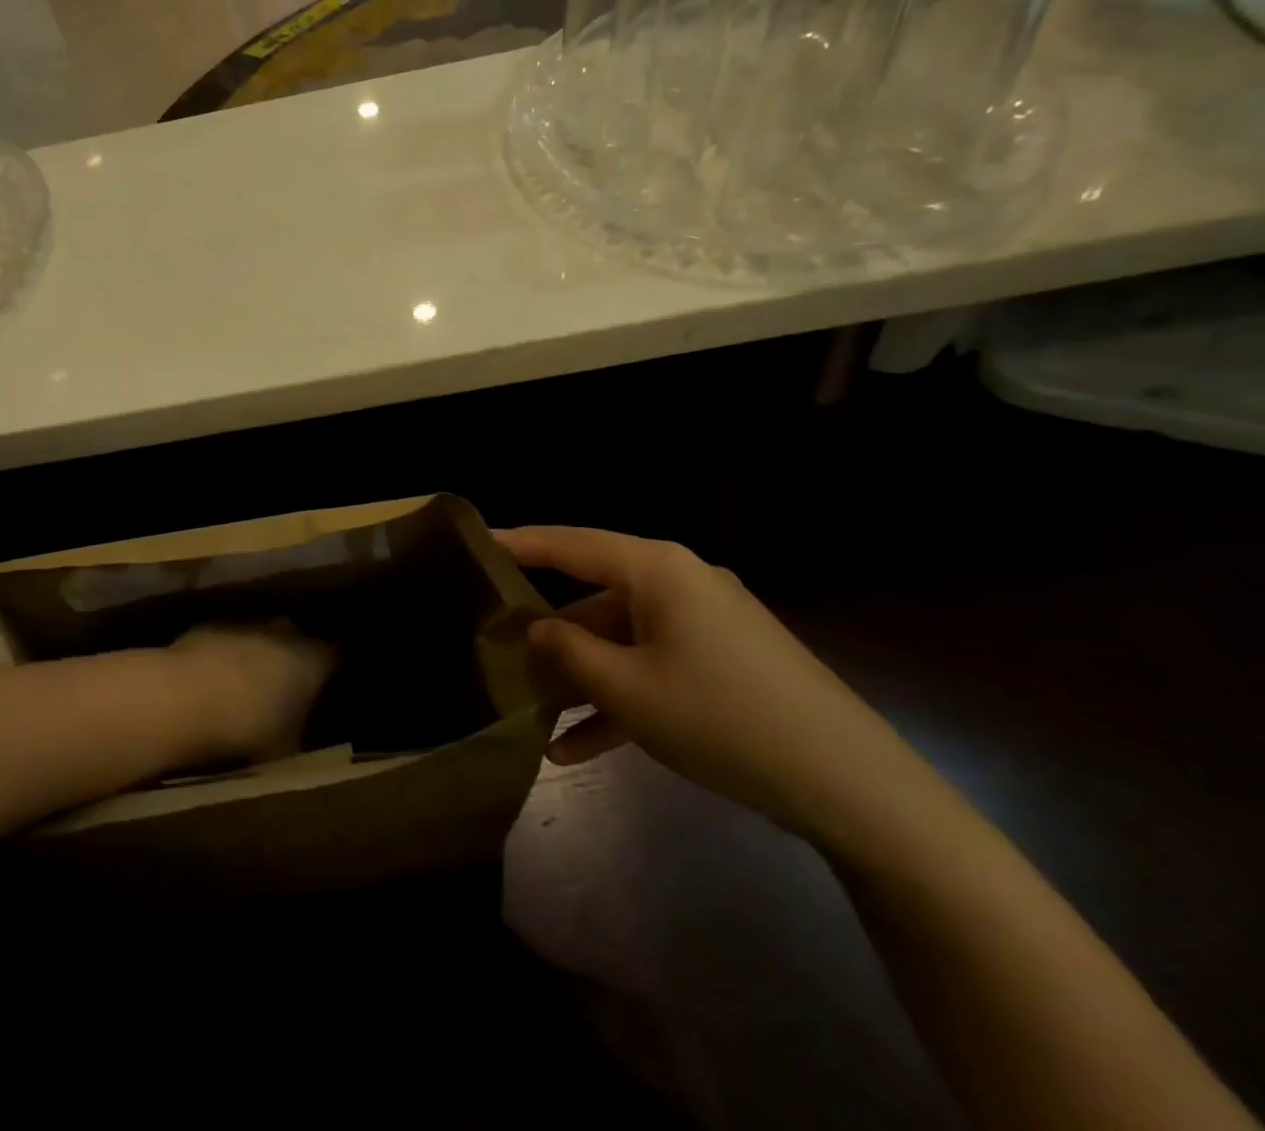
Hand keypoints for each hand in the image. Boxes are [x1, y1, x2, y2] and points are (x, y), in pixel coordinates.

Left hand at [170, 624, 336, 762]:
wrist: (182, 699)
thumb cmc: (246, 728)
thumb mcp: (285, 747)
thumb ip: (300, 731)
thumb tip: (303, 729)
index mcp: (313, 660)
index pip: (338, 654)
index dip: (336, 667)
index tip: (334, 682)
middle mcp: (285, 632)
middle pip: (299, 638)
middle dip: (295, 657)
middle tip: (289, 685)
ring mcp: (247, 623)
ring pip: (262, 634)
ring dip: (259, 652)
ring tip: (250, 681)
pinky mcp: (211, 624)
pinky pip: (230, 638)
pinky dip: (228, 653)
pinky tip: (216, 676)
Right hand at [496, 527, 929, 844]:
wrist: (851, 787)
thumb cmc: (723, 719)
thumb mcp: (629, 690)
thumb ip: (569, 653)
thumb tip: (536, 628)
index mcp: (657, 570)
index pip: (571, 544)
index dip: (520, 543)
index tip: (476, 541)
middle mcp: (680, 584)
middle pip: (595, 597)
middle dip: (548, 632)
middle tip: (496, 647)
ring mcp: (705, 625)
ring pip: (622, 641)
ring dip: (581, 679)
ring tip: (531, 715)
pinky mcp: (723, 663)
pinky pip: (655, 669)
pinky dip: (620, 700)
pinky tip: (577, 749)